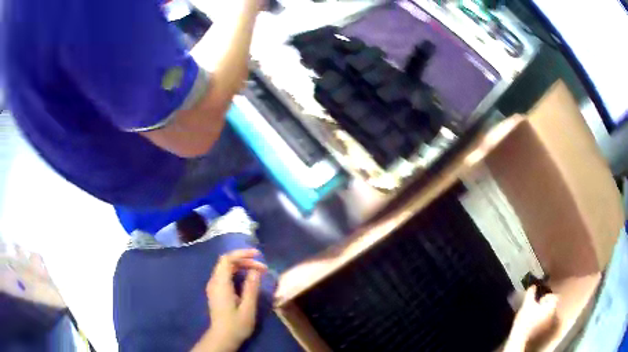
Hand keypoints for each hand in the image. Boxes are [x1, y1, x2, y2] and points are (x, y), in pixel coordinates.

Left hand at [194, 249, 267, 351]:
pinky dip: (236, 272)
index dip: (242, 253)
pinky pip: (224, 275)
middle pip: (226, 262)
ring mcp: (213, 287)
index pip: (227, 259)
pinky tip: (247, 279)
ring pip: (225, 268)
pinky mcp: (216, 292)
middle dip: (244, 260)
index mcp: (220, 284)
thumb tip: (256, 270)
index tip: (258, 255)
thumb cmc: (236, 324)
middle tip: (262, 267)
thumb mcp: (248, 307)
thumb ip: (251, 287)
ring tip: (257, 271)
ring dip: (241, 266)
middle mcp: (214, 282)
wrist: (222, 337)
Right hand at [511, 286, 557, 340]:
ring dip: (543, 313)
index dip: (549, 296)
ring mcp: (549, 323)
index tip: (540, 299)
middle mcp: (553, 314)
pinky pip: (544, 322)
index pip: (555, 297)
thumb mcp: (527, 304)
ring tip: (534, 314)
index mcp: (552, 306)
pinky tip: (533, 322)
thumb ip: (531, 293)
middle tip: (537, 306)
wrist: (520, 337)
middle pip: (552, 306)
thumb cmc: (526, 318)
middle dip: (546, 305)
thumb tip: (533, 286)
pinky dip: (541, 320)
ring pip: (548, 314)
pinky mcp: (543, 331)